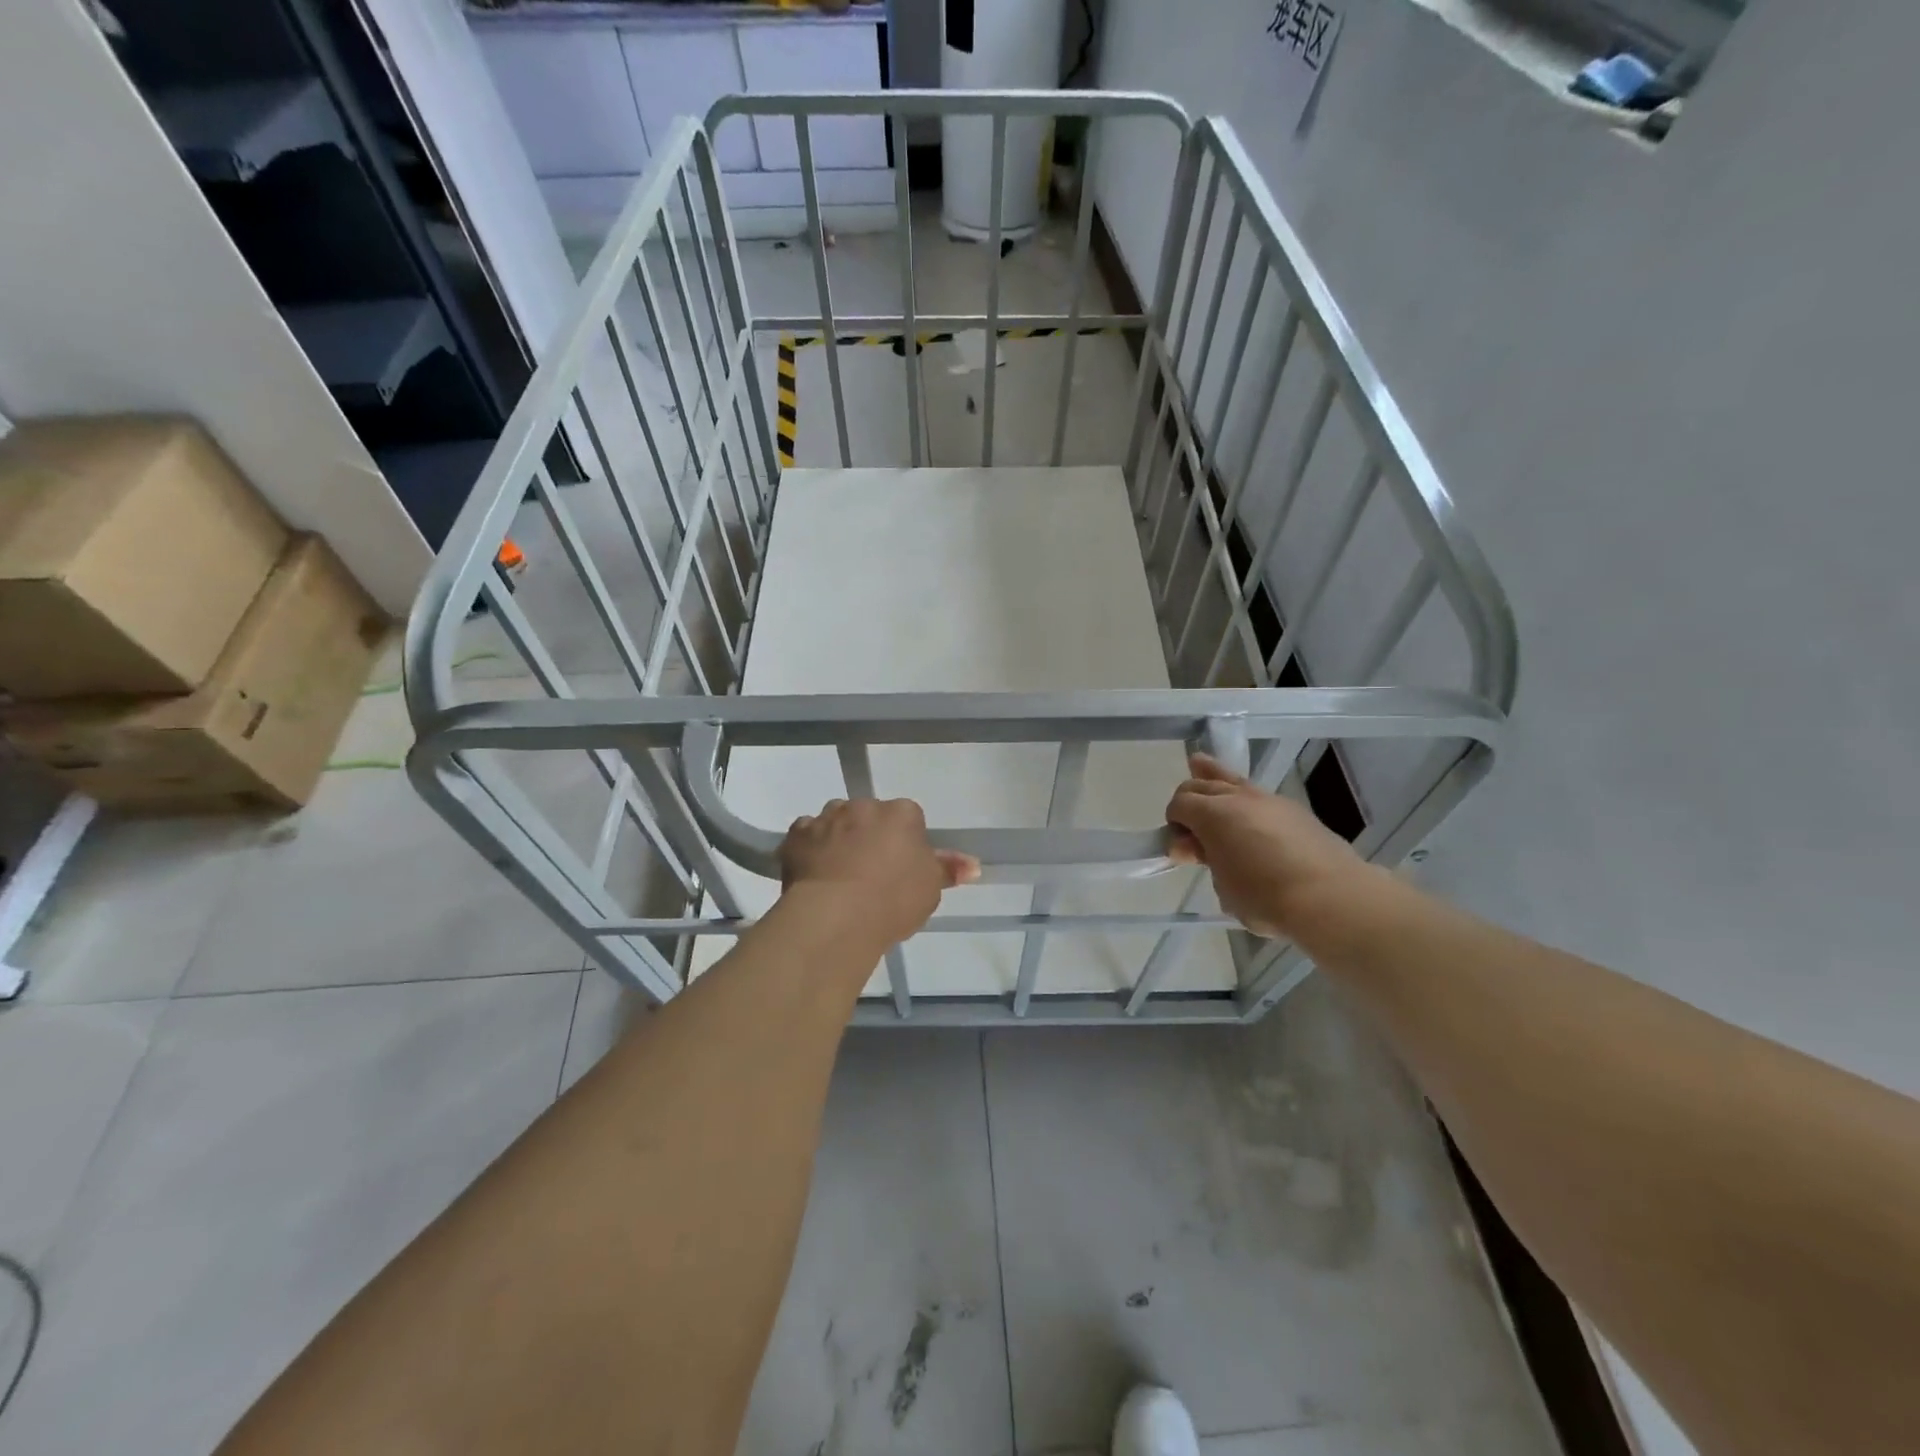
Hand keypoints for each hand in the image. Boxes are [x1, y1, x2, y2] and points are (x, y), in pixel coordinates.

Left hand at [779, 798, 979, 950]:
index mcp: (902, 813)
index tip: (901, 870)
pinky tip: (814, 874)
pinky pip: (806, 835)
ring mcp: (827, 817)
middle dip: (870, 837)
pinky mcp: (796, 834)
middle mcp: (864, 806)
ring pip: (836, 822)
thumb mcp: (931, 889)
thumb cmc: (893, 900)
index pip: (909, 819)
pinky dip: (810, 849)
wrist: (836, 916)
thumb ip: (948, 870)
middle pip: (870, 816)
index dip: (905, 844)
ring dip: (839, 839)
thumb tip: (973, 865)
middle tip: (871, 875)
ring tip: (840, 876)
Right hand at [1165, 753, 1365, 938]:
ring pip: (1232, 779)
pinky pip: (1257, 796)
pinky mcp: (1295, 811)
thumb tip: (1203, 849)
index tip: (1181, 850)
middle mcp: (1238, 797)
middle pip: (1200, 784)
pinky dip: (1243, 800)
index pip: (1179, 804)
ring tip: (1200, 767)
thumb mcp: (1223, 886)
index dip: (1173, 825)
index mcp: (1212, 813)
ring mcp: (1269, 800)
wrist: (1331, 898)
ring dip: (1213, 780)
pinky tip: (1245, 815)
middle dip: (1188, 800)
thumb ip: (1207, 861)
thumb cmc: (1265, 898)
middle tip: (1190, 829)